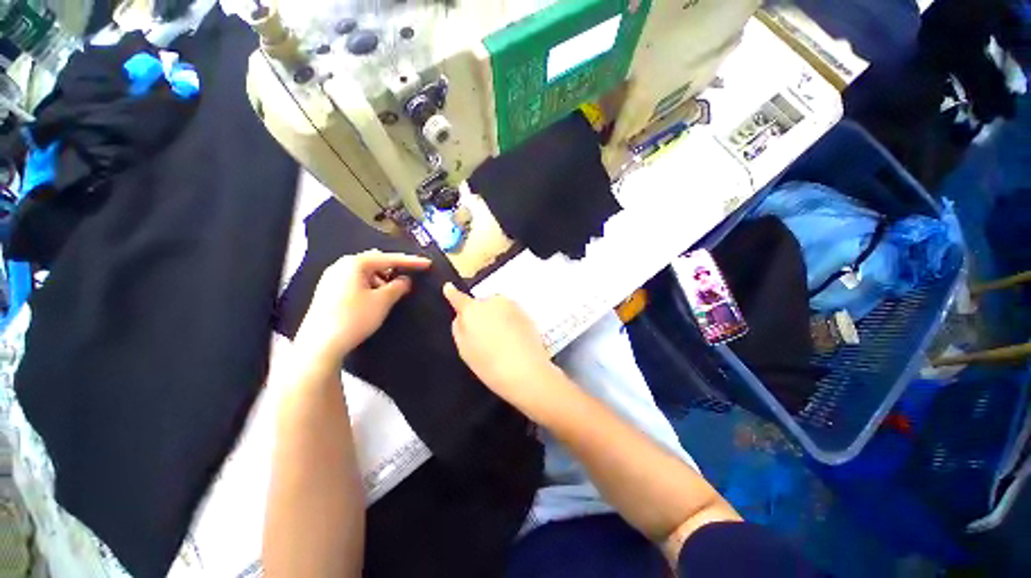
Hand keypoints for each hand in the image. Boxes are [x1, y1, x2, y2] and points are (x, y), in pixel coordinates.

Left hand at [297, 251, 430, 360]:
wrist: (320, 345)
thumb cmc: (354, 318)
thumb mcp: (383, 301)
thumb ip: (399, 286)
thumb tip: (405, 280)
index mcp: (354, 263)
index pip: (389, 258)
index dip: (410, 261)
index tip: (427, 264)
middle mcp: (341, 266)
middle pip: (375, 262)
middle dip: (393, 270)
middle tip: (408, 280)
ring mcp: (332, 279)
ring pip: (365, 273)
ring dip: (382, 280)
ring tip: (391, 294)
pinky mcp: (329, 292)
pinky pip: (356, 282)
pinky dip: (370, 286)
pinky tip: (375, 299)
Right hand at [443, 283, 556, 414]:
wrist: (527, 371)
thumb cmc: (490, 365)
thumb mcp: (465, 349)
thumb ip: (459, 328)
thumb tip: (460, 316)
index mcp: (473, 310)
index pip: (459, 298)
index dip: (452, 294)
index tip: (448, 287)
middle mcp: (492, 302)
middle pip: (482, 304)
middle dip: (481, 315)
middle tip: (486, 337)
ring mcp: (512, 305)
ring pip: (498, 308)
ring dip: (497, 317)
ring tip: (501, 342)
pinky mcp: (526, 312)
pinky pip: (511, 314)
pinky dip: (510, 322)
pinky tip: (514, 341)